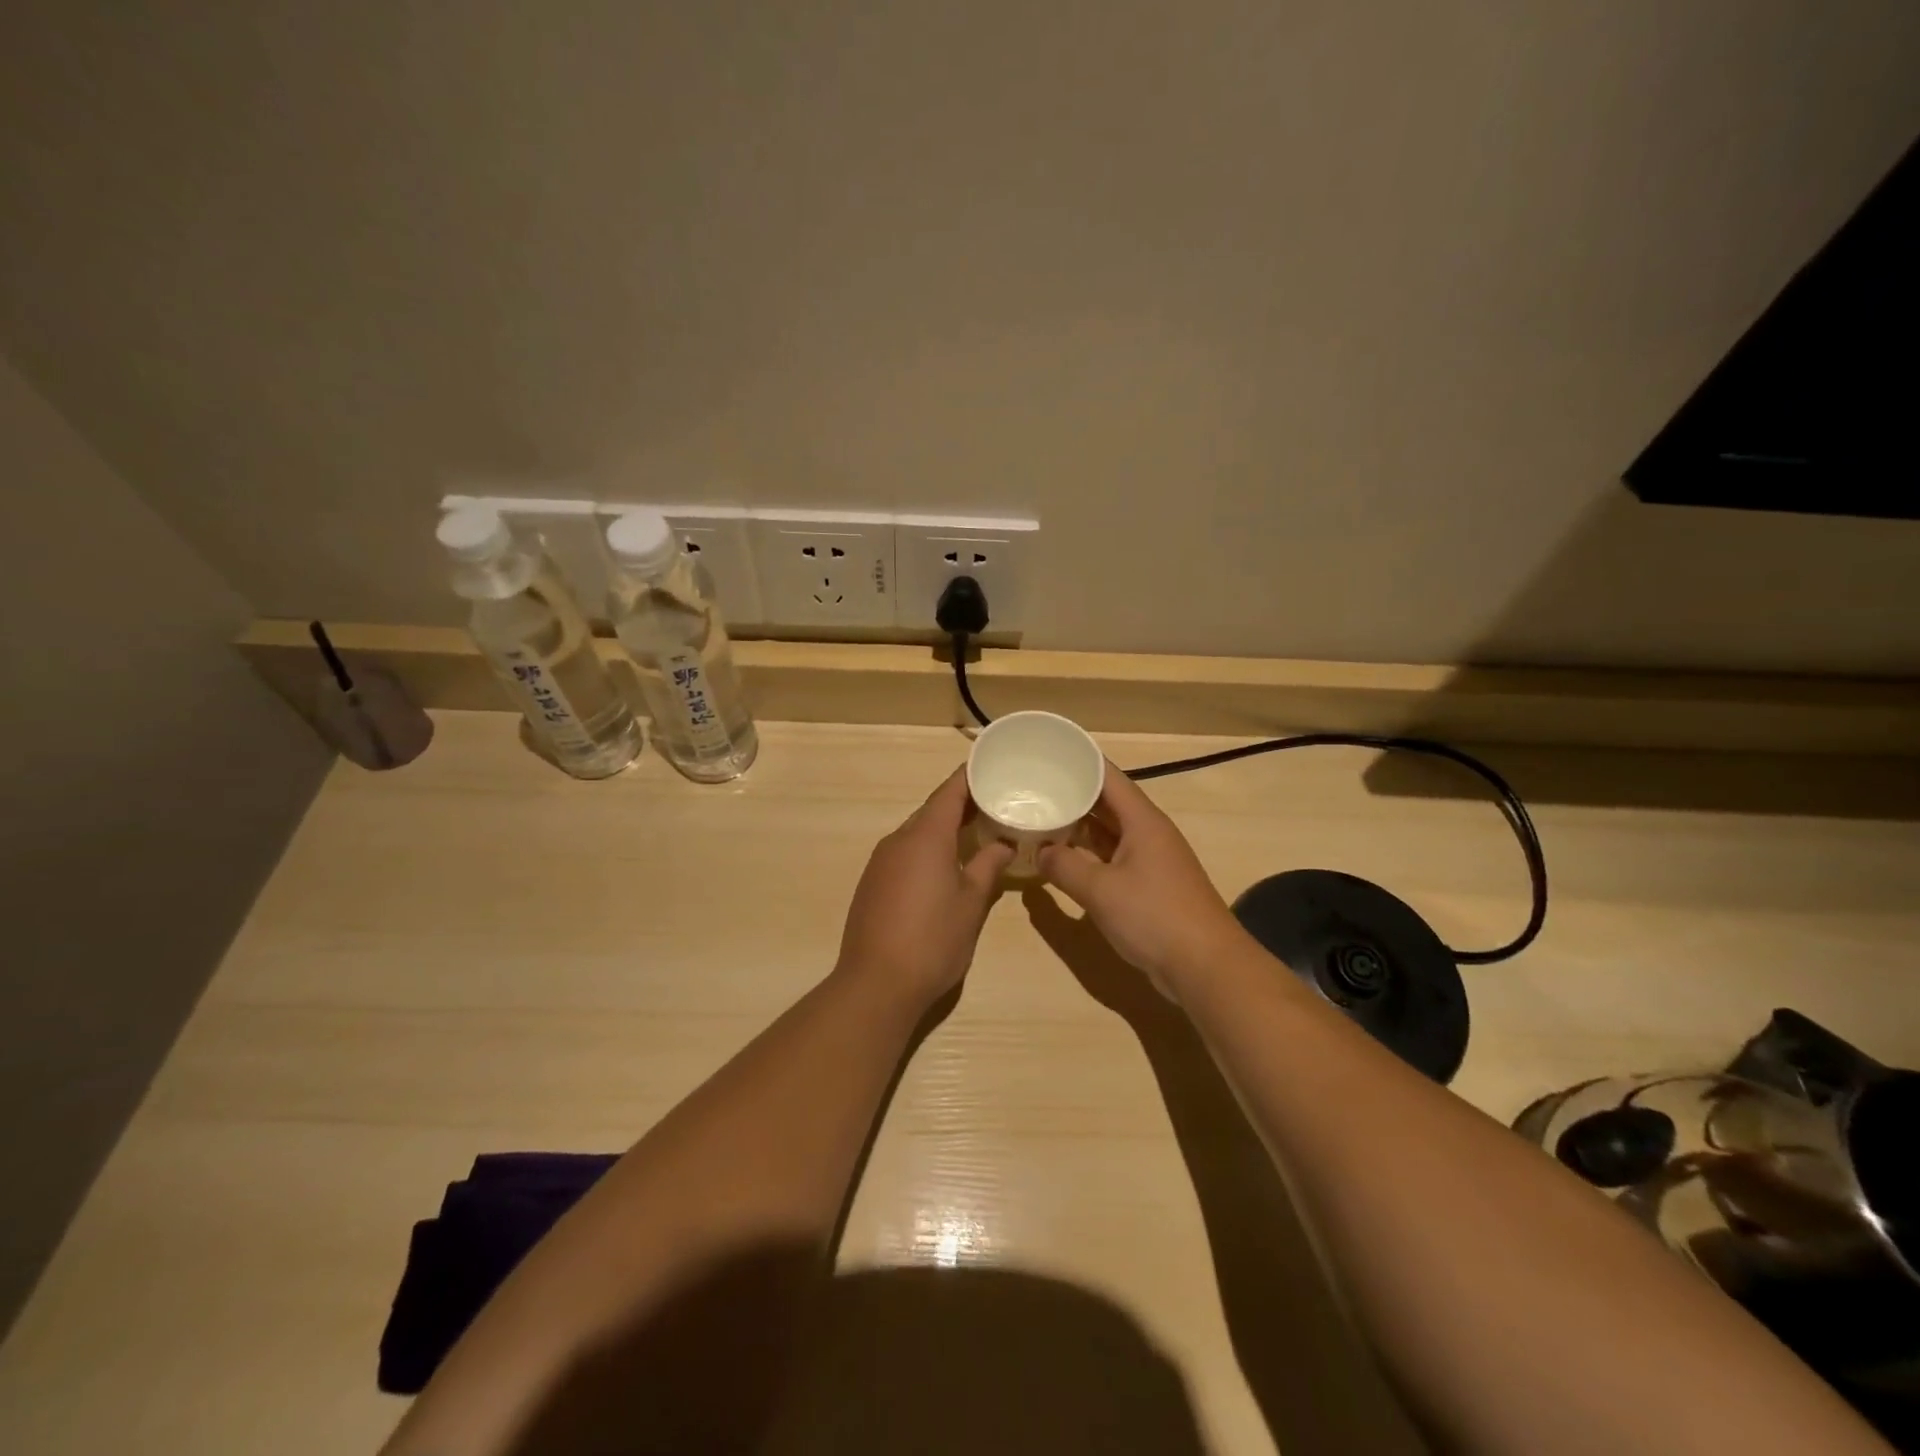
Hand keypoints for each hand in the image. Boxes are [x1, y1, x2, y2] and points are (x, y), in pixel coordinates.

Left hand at [835, 769, 1014, 1013]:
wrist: (876, 984)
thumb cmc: (933, 940)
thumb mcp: (971, 903)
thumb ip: (988, 867)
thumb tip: (1004, 845)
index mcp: (925, 836)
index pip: (950, 792)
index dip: (971, 777)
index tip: (993, 768)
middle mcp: (898, 840)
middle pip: (932, 810)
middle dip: (962, 805)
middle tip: (996, 805)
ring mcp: (880, 862)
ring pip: (917, 832)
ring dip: (944, 829)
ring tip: (976, 834)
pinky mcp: (872, 883)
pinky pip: (904, 853)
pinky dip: (927, 850)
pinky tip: (945, 867)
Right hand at [1039, 768, 1244, 995]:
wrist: (1206, 966)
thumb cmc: (1154, 916)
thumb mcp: (1100, 890)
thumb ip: (1065, 866)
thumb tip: (1040, 851)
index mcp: (1142, 821)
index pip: (1108, 776)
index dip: (1080, 760)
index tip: (1048, 751)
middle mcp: (1148, 833)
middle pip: (1108, 802)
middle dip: (1073, 793)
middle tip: (1033, 785)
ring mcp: (1151, 860)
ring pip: (1109, 831)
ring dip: (1079, 826)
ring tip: (1041, 816)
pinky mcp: (1150, 885)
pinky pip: (1113, 857)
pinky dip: (1089, 854)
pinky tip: (1064, 858)